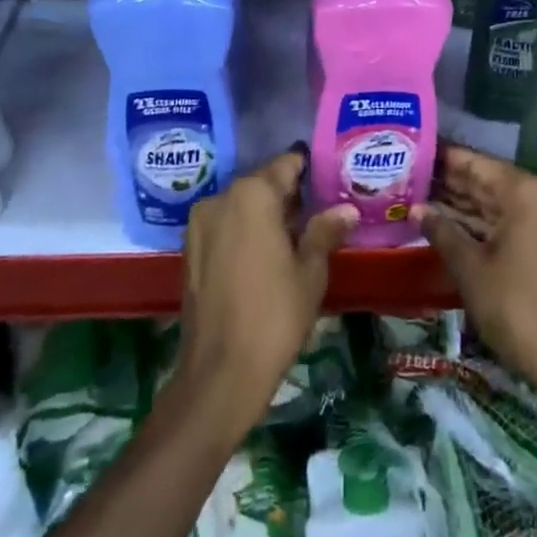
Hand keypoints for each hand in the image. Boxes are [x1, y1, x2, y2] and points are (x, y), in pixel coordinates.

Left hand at [174, 145, 356, 438]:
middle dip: (290, 194)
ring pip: (242, 205)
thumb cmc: (275, 314)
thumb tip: (346, 209)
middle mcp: (221, 198)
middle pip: (262, 183)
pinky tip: (268, 254)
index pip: (287, 164)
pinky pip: (225, 225)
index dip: (310, 168)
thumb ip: (324, 231)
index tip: (331, 176)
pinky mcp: (190, 249)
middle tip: (321, 209)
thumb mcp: (310, 271)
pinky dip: (246, 230)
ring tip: (298, 234)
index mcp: (252, 194)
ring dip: (266, 213)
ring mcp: (200, 223)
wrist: (220, 372)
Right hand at [418, 145, 536, 407]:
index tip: (415, 151)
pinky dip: (483, 224)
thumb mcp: (471, 269)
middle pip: (489, 181)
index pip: (478, 163)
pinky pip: (511, 223)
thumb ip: (443, 232)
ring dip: (464, 204)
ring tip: (422, 197)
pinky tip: (451, 226)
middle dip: (451, 181)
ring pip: (499, 204)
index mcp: (525, 193)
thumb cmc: (517, 307)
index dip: (445, 158)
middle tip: (411, 175)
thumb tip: (417, 209)